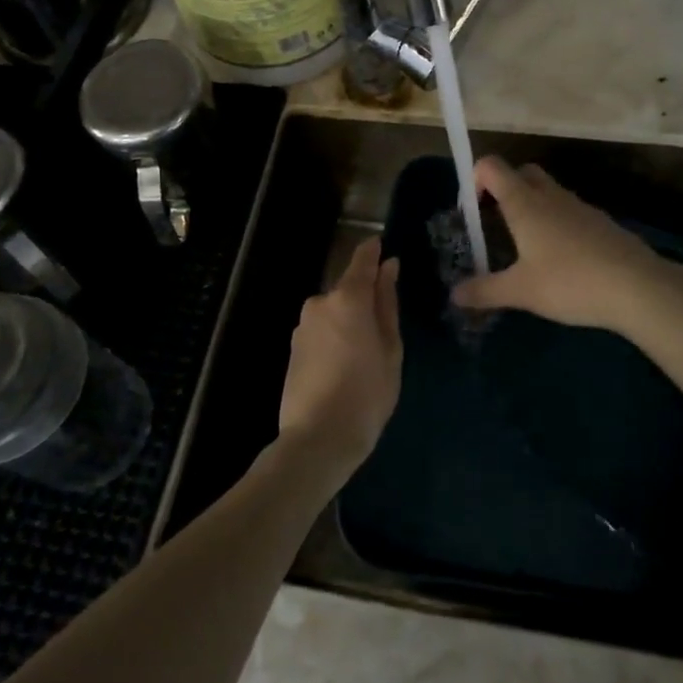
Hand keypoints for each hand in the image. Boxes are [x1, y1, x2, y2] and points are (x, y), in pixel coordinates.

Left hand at [278, 237, 401, 475]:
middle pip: (347, 289)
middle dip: (365, 299)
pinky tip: (344, 367)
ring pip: (333, 312)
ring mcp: (302, 326)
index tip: (382, 244)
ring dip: (349, 321)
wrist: (317, 438)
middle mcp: (320, 303)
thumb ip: (387, 304)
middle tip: (385, 330)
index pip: (362, 260)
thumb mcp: (390, 348)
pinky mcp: (293, 348)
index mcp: (348, 298)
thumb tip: (389, 267)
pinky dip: (334, 338)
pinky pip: (321, 331)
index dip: (373, 251)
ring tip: (365, 356)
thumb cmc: (367, 394)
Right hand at [451, 157, 675, 334]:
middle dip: (504, 189)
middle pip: (521, 173)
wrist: (637, 287)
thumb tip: (454, 295)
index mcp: (524, 203)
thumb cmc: (569, 282)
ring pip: (547, 191)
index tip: (472, 212)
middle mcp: (550, 195)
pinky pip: (569, 211)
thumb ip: (485, 291)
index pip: (491, 166)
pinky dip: (556, 223)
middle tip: (496, 224)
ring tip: (525, 247)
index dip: (475, 179)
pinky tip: (559, 259)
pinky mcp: (600, 221)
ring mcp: (578, 206)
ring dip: (531, 207)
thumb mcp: (520, 292)